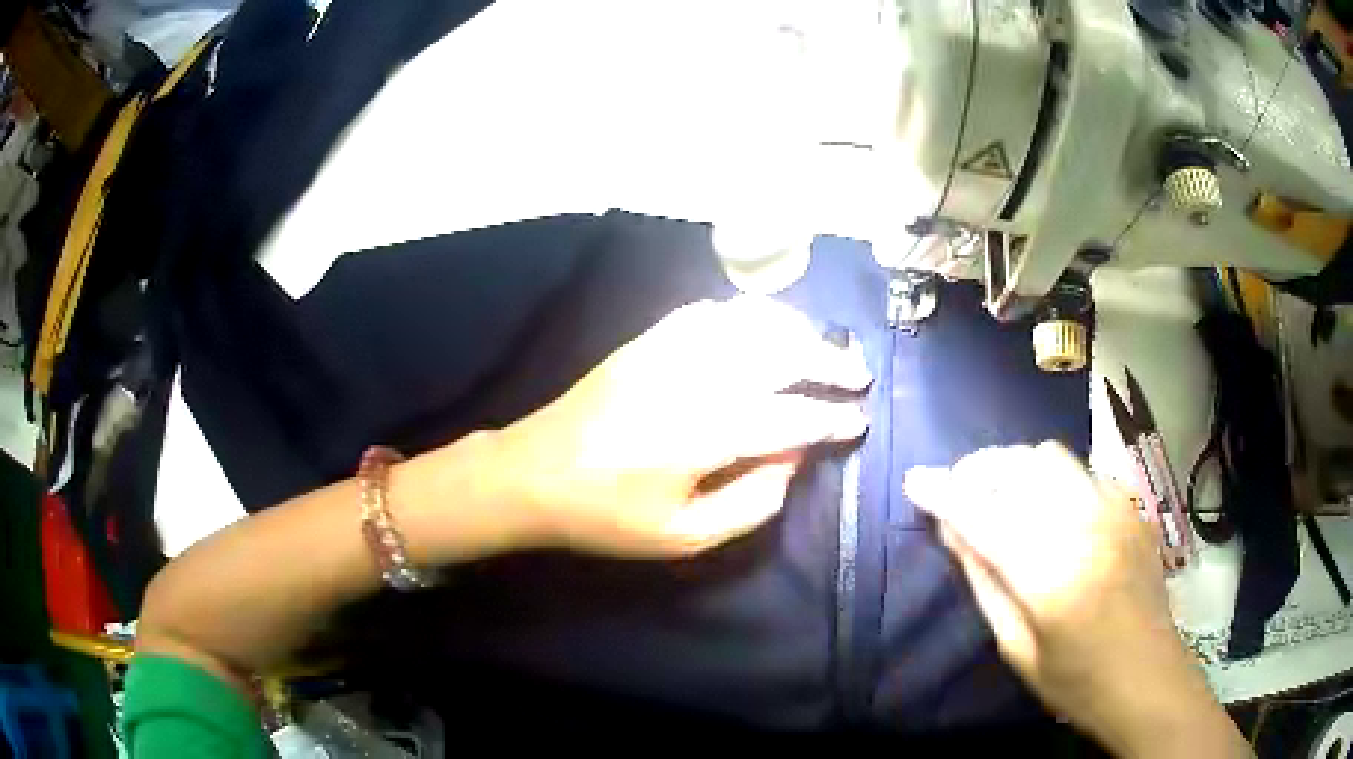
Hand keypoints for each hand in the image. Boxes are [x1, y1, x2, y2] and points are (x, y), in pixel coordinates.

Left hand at [490, 297, 870, 558]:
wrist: (533, 474)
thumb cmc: (607, 516)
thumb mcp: (684, 537)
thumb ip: (752, 502)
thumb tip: (793, 461)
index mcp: (710, 431)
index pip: (794, 416)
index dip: (833, 418)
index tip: (860, 419)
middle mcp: (698, 377)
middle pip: (783, 354)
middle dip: (829, 362)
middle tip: (858, 374)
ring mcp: (670, 350)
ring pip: (751, 322)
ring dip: (796, 329)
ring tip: (822, 344)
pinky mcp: (648, 341)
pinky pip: (709, 313)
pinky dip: (747, 314)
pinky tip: (763, 325)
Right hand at [905, 443, 1249, 757]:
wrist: (1146, 676)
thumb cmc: (1074, 680)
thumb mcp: (1017, 647)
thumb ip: (985, 582)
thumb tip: (953, 530)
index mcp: (1050, 576)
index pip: (984, 516)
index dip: (944, 493)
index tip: (915, 480)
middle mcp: (1085, 527)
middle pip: (1022, 465)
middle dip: (981, 469)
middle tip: (961, 490)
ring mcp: (1116, 511)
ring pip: (1053, 457)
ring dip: (1017, 468)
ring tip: (1002, 494)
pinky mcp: (1133, 507)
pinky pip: (1084, 472)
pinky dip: (1055, 481)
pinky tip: (1053, 511)